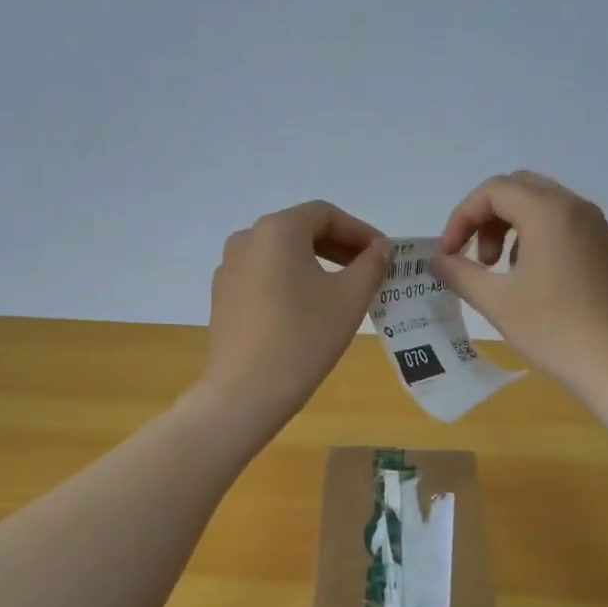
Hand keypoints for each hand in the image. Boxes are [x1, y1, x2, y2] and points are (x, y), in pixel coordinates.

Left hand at [199, 201, 390, 428]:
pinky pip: (264, 278)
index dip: (360, 231)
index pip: (326, 215)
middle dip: (339, 247)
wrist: (245, 391)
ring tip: (342, 291)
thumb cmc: (304, 337)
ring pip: (281, 256)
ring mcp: (229, 269)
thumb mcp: (350, 299)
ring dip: (315, 265)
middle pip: (301, 231)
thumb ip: (371, 264)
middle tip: (368, 271)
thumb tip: (380, 247)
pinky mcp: (223, 298)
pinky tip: (307, 311)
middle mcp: (246, 239)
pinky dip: (290, 283)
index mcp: (276, 230)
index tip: (384, 255)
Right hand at [433, 172, 607, 399]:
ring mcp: (597, 228)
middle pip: (518, 189)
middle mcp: (576, 209)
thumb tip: (439, 261)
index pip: (493, 190)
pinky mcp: (607, 250)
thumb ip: (461, 274)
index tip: (449, 255)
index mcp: (549, 212)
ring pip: (542, 206)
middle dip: (486, 218)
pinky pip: (563, 226)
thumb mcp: (497, 302)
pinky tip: (532, 282)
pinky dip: (536, 239)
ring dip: (510, 228)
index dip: (462, 218)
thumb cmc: (555, 330)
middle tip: (476, 259)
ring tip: (500, 272)